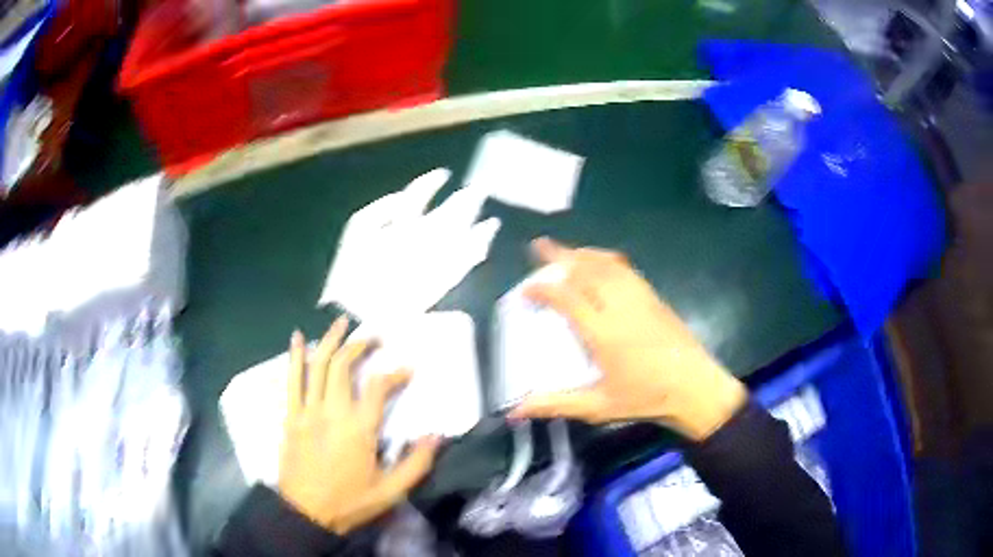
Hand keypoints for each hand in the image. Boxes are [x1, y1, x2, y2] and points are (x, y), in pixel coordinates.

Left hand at [278, 316, 440, 534]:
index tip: (407, 370)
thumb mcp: (391, 491)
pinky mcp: (291, 416)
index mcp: (359, 429)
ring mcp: (308, 411)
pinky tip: (298, 338)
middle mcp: (332, 412)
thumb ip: (416, 463)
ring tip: (341, 323)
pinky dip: (295, 356)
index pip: (378, 387)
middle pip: (343, 366)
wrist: (306, 512)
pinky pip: (292, 380)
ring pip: (317, 365)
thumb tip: (436, 434)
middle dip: (360, 345)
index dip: (395, 373)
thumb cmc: (350, 502)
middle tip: (373, 336)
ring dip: (330, 340)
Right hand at [508, 238, 746, 440]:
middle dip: (560, 255)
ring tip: (566, 252)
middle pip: (587, 270)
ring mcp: (641, 298)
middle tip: (539, 247)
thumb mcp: (598, 407)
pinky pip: (625, 268)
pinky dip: (605, 259)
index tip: (526, 289)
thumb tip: (516, 410)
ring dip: (583, 253)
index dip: (543, 289)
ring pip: (607, 264)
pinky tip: (601, 265)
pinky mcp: (654, 297)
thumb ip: (556, 404)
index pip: (568, 298)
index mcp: (604, 332)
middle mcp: (621, 307)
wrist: (696, 388)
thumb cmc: (647, 399)